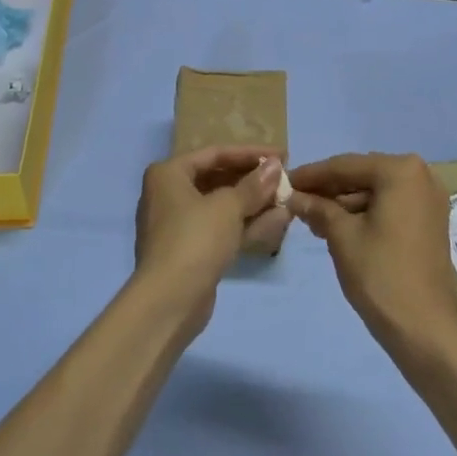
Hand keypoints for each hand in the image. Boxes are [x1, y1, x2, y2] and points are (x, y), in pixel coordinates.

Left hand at [133, 145, 288, 337]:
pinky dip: (246, 224)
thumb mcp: (228, 207)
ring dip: (254, 203)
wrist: (169, 302)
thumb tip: (276, 166)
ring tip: (287, 198)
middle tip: (284, 178)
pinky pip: (222, 229)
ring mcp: (179, 225)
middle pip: (218, 179)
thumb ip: (254, 185)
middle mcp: (169, 194)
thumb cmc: (194, 239)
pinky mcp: (192, 251)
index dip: (250, 153)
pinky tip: (278, 220)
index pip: (215, 153)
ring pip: (222, 206)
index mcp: (169, 174)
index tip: (281, 155)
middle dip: (253, 180)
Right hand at [287, 153, 456, 358]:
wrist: (425, 330)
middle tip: (296, 200)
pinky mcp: (430, 222)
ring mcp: (429, 200)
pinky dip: (365, 214)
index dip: (311, 175)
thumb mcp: (342, 236)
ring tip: (311, 217)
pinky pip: (390, 206)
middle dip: (328, 189)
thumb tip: (293, 195)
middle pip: (362, 175)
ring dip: (344, 203)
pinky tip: (337, 226)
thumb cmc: (381, 275)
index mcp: (400, 170)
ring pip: (375, 192)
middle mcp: (421, 175)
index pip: (345, 166)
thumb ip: (317, 208)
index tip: (285, 181)